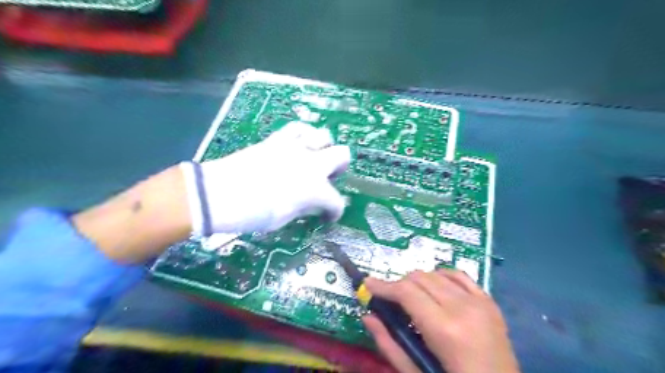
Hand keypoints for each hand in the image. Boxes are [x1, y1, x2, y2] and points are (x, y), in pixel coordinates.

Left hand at [184, 120, 353, 234]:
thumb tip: (314, 205)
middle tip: (329, 178)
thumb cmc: (253, 214)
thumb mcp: (283, 218)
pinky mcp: (277, 139)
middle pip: (342, 155)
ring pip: (324, 136)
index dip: (335, 211)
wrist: (219, 194)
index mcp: (314, 188)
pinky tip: (299, 143)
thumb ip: (304, 208)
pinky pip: (297, 128)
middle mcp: (311, 163)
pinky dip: (304, 134)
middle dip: (340, 168)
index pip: (336, 201)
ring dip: (324, 148)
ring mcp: (295, 148)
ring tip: (315, 158)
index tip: (328, 216)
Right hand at [363, 268, 518, 372]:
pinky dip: (442, 277)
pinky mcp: (489, 301)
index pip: (406, 292)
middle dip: (400, 285)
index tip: (368, 283)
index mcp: (444, 329)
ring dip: (419, 282)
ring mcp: (479, 302)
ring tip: (414, 299)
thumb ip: (389, 344)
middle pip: (419, 278)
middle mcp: (463, 307)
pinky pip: (459, 275)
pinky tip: (436, 289)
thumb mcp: (417, 372)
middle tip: (392, 301)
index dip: (383, 286)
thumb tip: (367, 316)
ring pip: (436, 273)